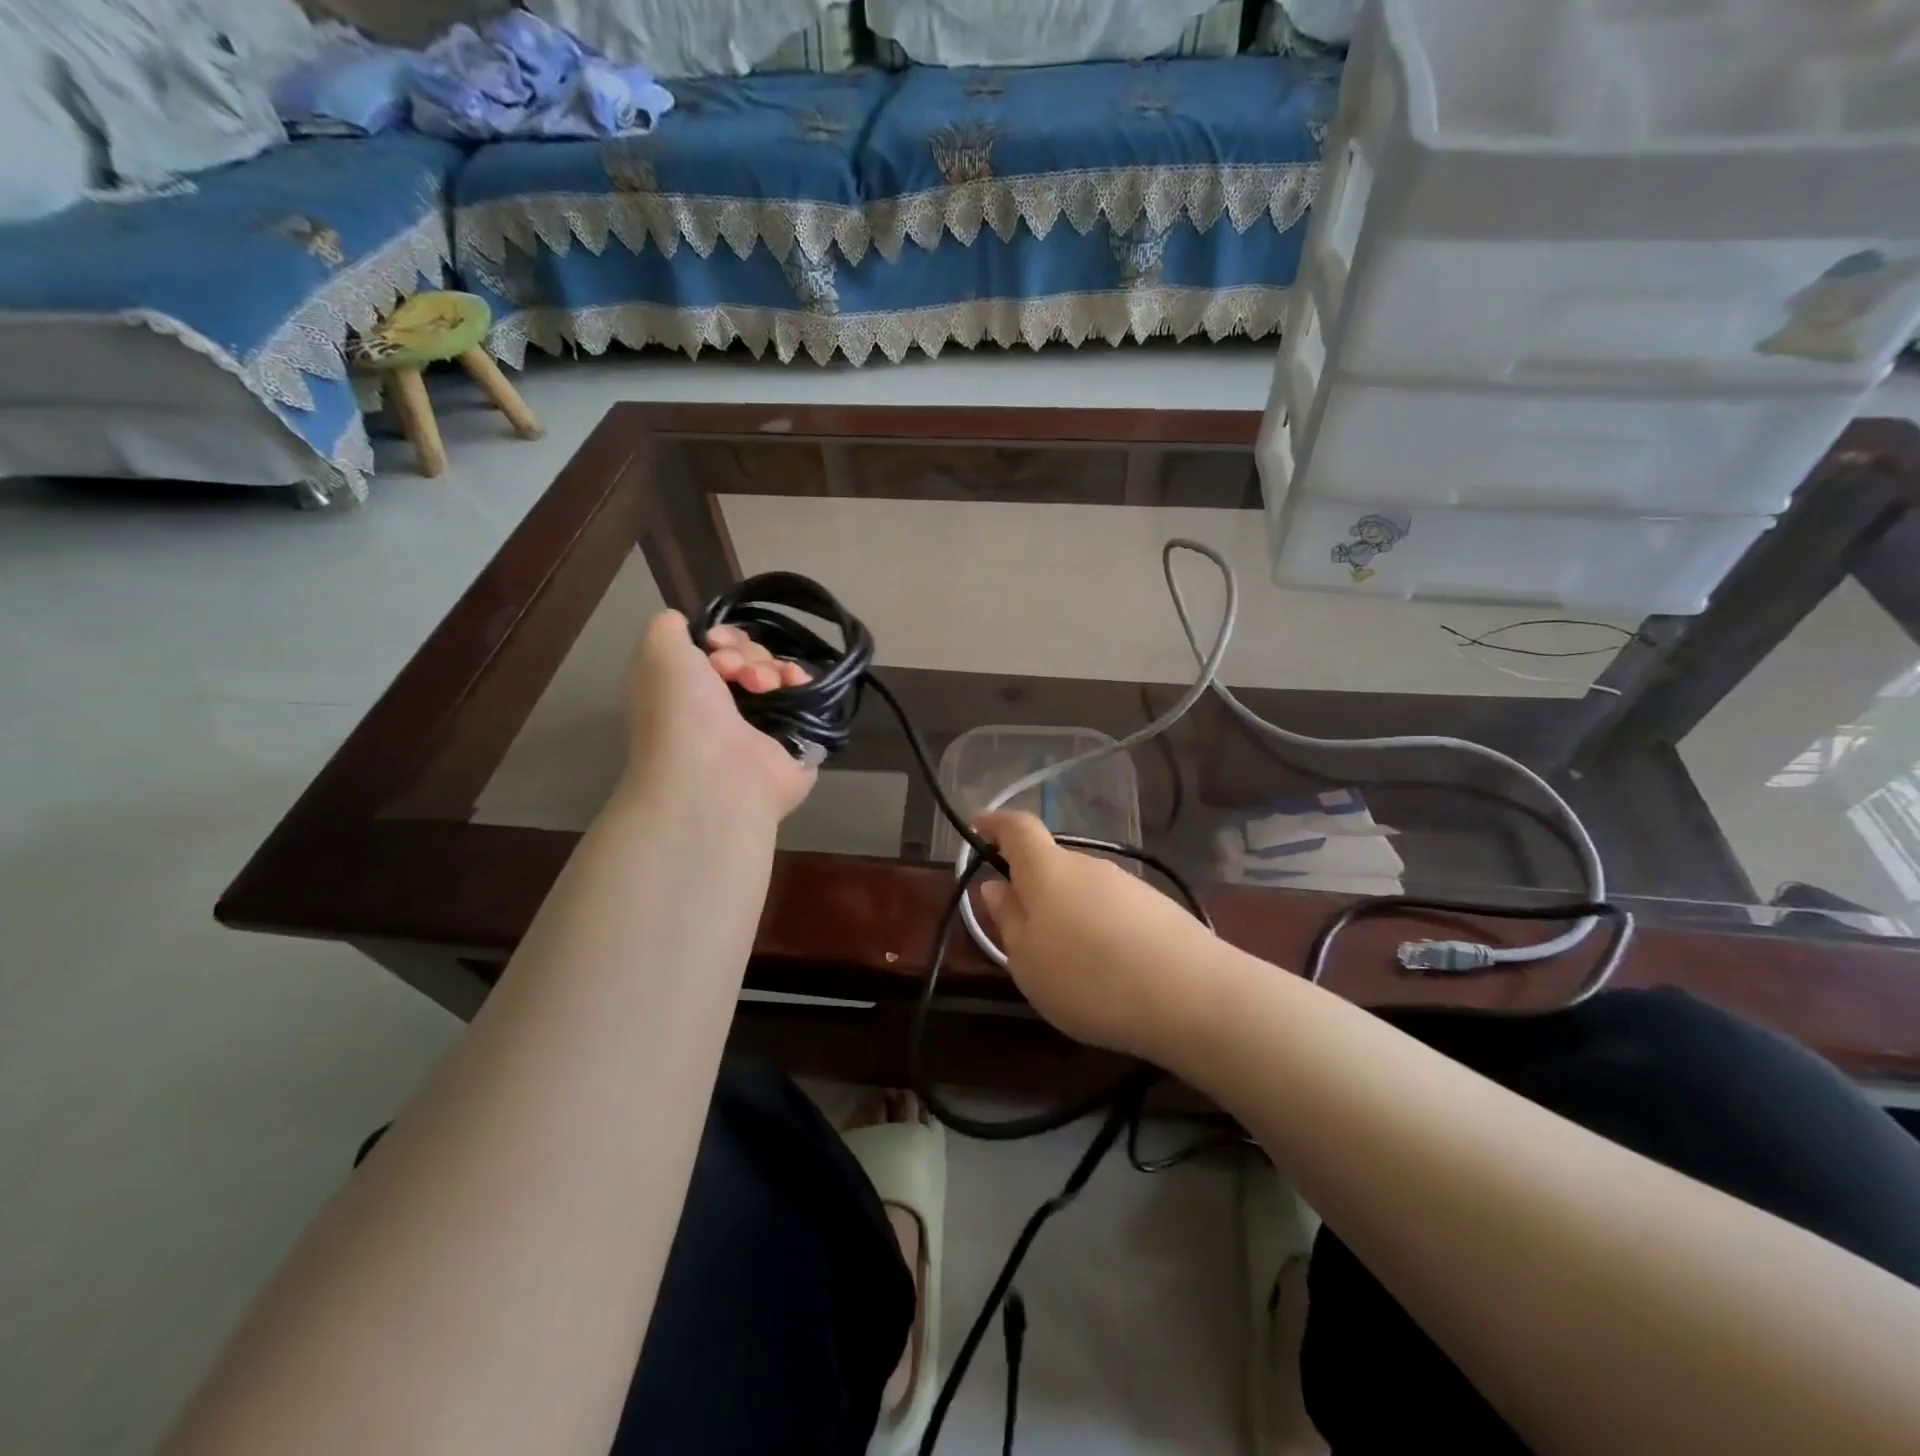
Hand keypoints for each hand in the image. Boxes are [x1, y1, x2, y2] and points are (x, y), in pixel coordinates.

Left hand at [622, 611, 815, 826]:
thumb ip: (668, 627)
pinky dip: (801, 684)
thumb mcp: (657, 652)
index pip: (716, 649)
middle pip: (750, 658)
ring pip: (778, 674)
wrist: (715, 776)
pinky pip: (806, 697)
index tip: (715, 643)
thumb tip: (690, 625)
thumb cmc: (680, 713)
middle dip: (746, 654)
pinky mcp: (796, 740)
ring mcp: (761, 726)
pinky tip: (793, 685)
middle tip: (736, 673)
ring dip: (771, 668)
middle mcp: (723, 709)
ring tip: (762, 686)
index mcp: (689, 691)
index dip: (722, 637)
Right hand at [976, 811, 1223, 1060]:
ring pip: (1083, 889)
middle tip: (1022, 929)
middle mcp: (1088, 865)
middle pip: (1051, 863)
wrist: (1191, 995)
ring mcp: (1128, 884)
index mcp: (1048, 870)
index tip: (979, 828)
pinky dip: (1100, 929)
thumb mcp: (1027, 960)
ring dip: (1068, 912)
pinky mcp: (1158, 908)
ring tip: (1068, 962)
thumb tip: (996, 886)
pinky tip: (1108, 969)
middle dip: (1032, 886)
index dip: (995, 824)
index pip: (1017, 828)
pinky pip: (1113, 909)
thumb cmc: (1088, 978)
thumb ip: (1008, 919)